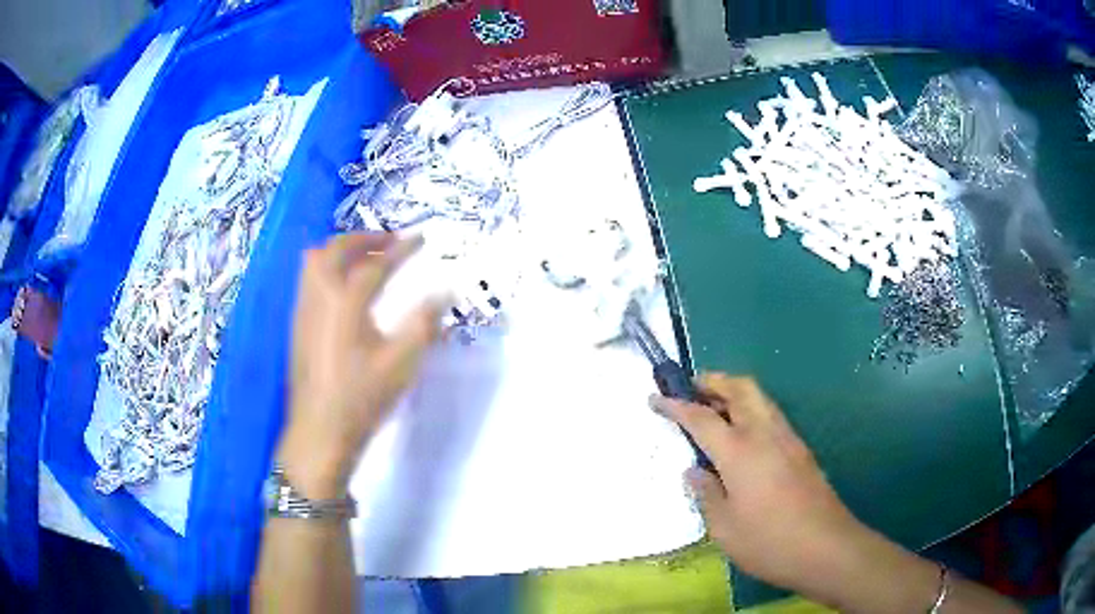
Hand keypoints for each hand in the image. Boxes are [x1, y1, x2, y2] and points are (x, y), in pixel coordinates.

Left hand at [278, 233, 440, 498]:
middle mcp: (319, 296)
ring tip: (365, 259)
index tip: (421, 238)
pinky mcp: (297, 324)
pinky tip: (343, 289)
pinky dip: (327, 268)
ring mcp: (304, 309)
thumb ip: (424, 323)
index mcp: (345, 303)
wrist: (319, 431)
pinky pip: (308, 279)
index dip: (401, 249)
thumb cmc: (362, 398)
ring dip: (341, 250)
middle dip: (364, 238)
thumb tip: (445, 292)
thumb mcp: (401, 364)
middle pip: (336, 249)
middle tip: (389, 242)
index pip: (375, 263)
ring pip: (315, 261)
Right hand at [651, 374, 866, 592]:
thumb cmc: (768, 541)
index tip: (654, 398)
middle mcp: (765, 434)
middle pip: (740, 388)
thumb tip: (695, 471)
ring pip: (760, 398)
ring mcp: (788, 439)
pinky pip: (771, 416)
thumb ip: (706, 494)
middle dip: (714, 381)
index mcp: (740, 451)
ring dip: (735, 393)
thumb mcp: (724, 527)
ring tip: (714, 410)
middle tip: (692, 389)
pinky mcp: (801, 451)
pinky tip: (743, 439)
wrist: (826, 547)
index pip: (701, 417)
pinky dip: (751, 411)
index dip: (675, 405)